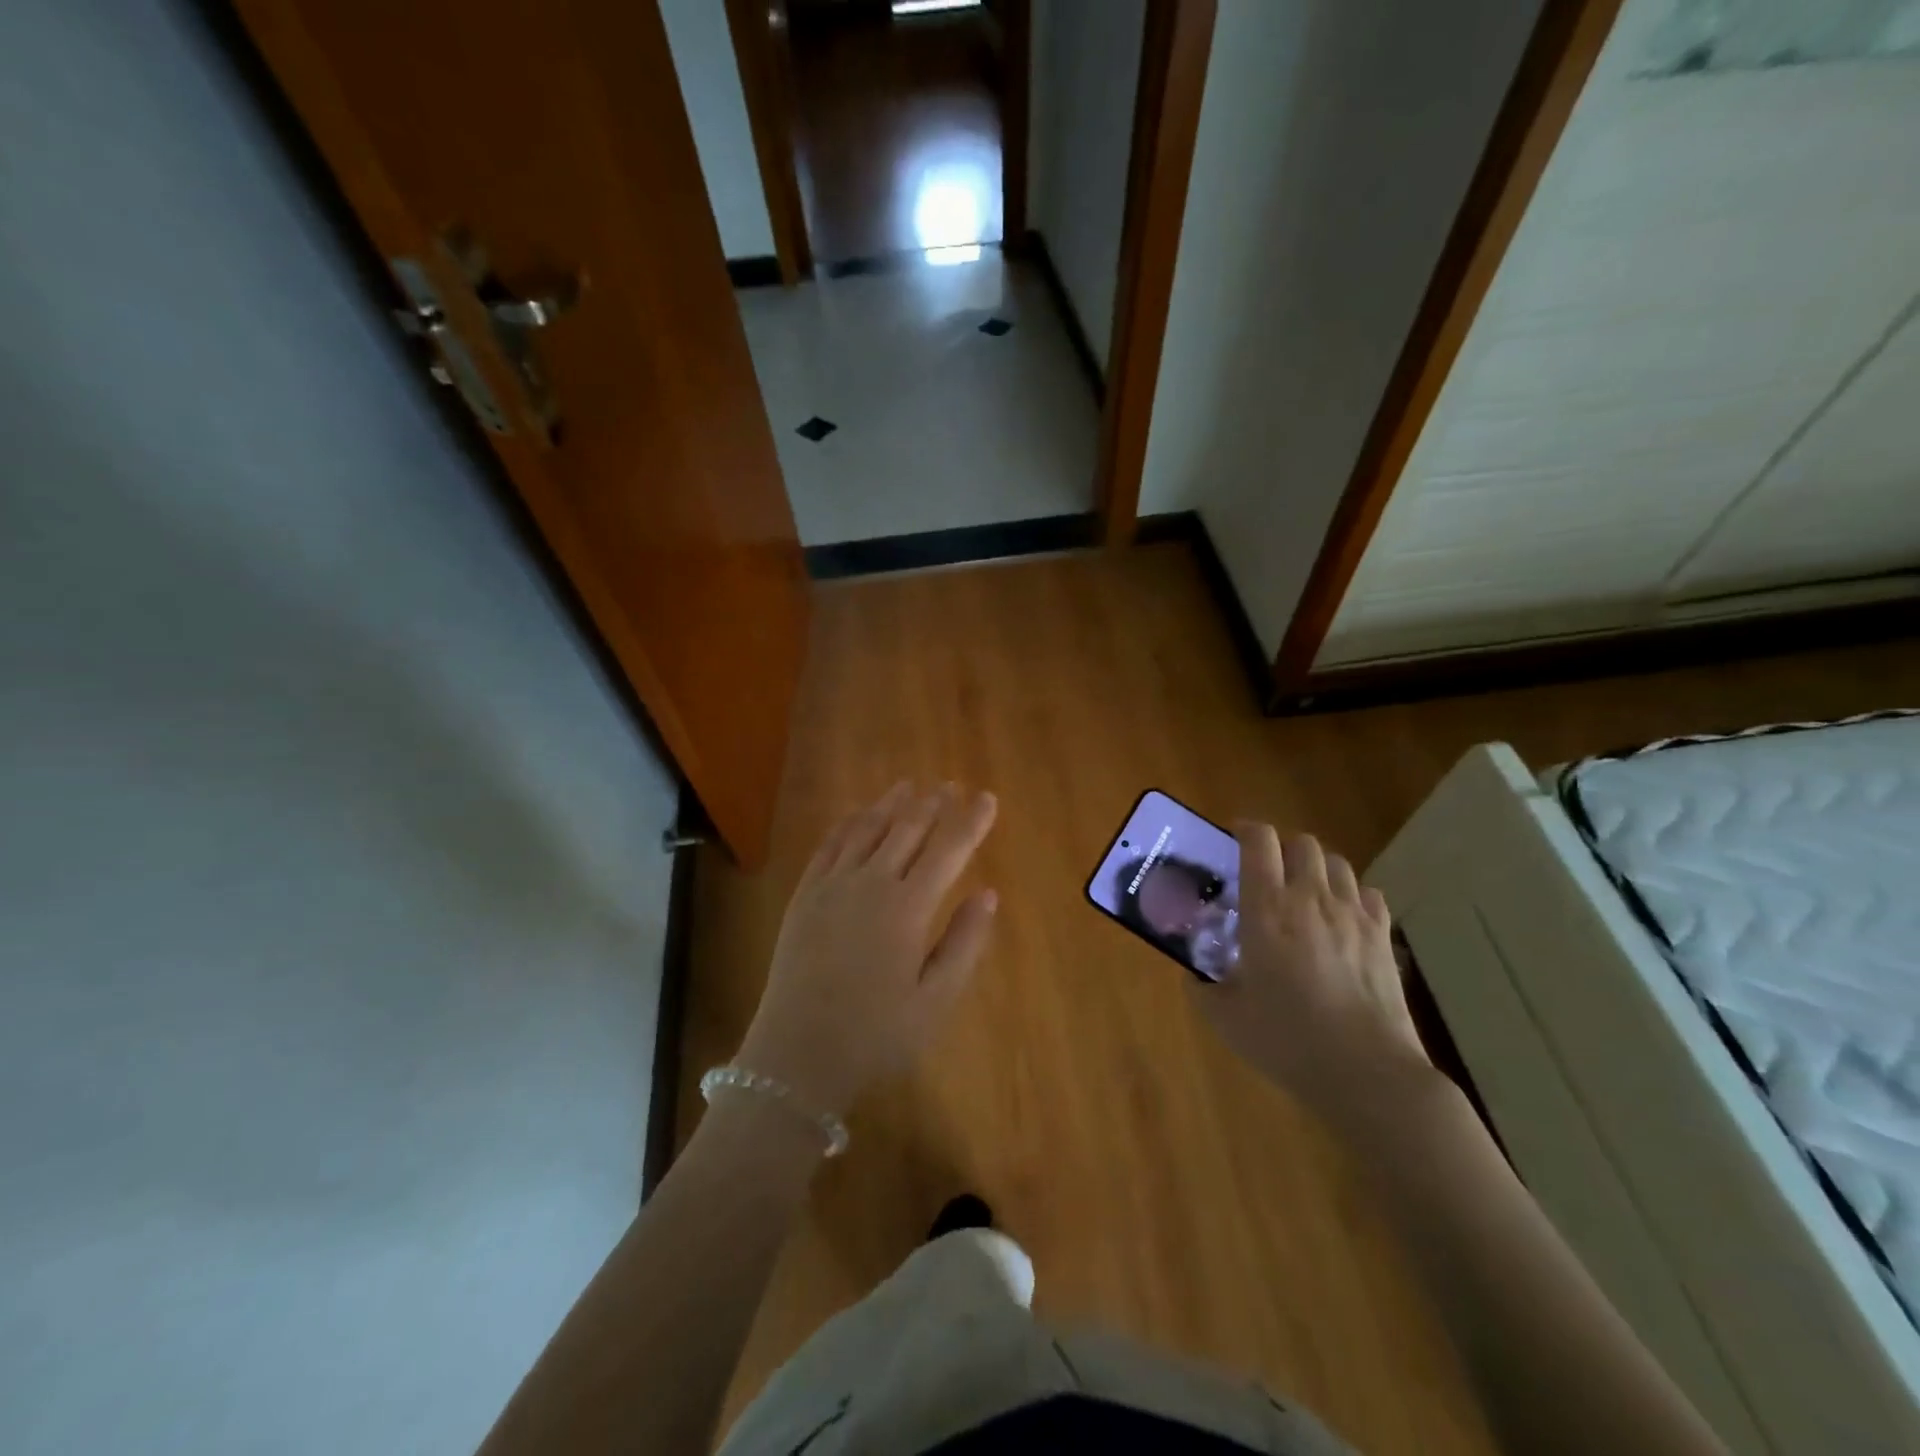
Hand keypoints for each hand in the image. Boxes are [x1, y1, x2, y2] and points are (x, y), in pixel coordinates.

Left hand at [735, 782, 999, 1119]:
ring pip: (867, 829)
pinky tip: (857, 814)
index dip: (971, 822)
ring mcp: (832, 885)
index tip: (988, 797)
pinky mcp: (805, 895)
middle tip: (950, 785)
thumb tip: (988, 893)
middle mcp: (871, 883)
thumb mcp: (935, 1000)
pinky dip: (847, 823)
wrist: (797, 1054)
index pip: (948, 850)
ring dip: (891, 805)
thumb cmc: (876, 1034)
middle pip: (908, 830)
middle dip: (933, 804)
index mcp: (908, 908)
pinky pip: (829, 845)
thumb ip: (964, 942)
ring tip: (909, 785)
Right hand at [1191, 824, 1433, 1130]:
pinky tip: (1341, 918)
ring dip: (1316, 868)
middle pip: (1302, 843)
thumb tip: (1194, 974)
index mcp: (1266, 910)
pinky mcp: (1383, 937)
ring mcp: (1353, 915)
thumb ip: (1202, 987)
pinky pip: (1368, 893)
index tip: (1233, 838)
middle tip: (1267, 871)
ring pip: (1337, 863)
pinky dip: (1351, 895)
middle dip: (1282, 847)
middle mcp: (1310, 899)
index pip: (1259, 842)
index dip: (1245, 829)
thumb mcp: (1225, 1017)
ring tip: (1304, 892)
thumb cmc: (1288, 1040)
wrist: (1367, 1073)